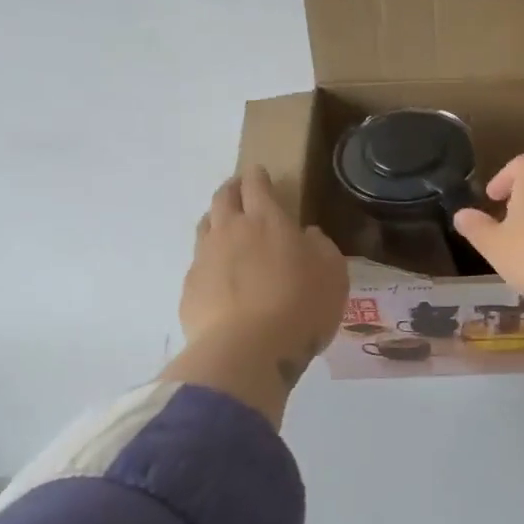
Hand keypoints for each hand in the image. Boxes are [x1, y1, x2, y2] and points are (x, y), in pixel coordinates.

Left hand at [166, 169, 348, 422]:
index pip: (257, 186)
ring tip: (225, 228)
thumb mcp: (332, 274)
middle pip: (223, 199)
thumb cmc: (301, 306)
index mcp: (267, 221)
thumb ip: (321, 248)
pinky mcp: (190, 289)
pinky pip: (199, 265)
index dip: (258, 176)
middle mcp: (230, 231)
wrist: (247, 350)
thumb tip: (307, 236)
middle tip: (240, 191)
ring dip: (216, 221)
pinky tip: (220, 278)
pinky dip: (210, 262)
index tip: (259, 172)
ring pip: (205, 227)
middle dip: (232, 190)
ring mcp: (204, 259)